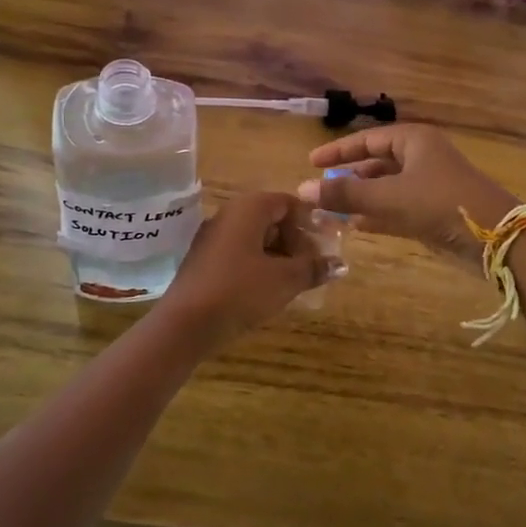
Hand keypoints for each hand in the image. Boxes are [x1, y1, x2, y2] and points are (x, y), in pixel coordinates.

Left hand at [156, 191, 329, 346]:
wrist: (185, 324)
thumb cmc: (241, 291)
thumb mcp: (285, 280)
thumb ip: (313, 268)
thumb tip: (339, 264)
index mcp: (249, 208)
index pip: (287, 202)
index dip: (310, 221)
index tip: (325, 245)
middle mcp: (228, 214)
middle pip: (271, 218)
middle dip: (295, 241)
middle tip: (312, 267)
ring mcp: (212, 237)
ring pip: (254, 237)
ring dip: (278, 255)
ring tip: (294, 282)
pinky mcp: (203, 260)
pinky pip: (238, 252)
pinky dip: (258, 264)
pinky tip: (267, 289)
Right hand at [298, 125, 518, 263]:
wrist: (496, 237)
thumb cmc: (440, 203)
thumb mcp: (388, 197)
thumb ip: (345, 195)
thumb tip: (302, 190)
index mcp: (414, 141)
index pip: (367, 140)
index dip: (338, 151)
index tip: (311, 162)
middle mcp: (421, 158)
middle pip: (376, 163)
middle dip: (349, 177)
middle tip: (319, 190)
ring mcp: (429, 185)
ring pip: (386, 188)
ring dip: (360, 199)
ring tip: (330, 211)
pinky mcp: (434, 211)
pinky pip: (397, 208)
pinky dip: (377, 215)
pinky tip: (355, 226)